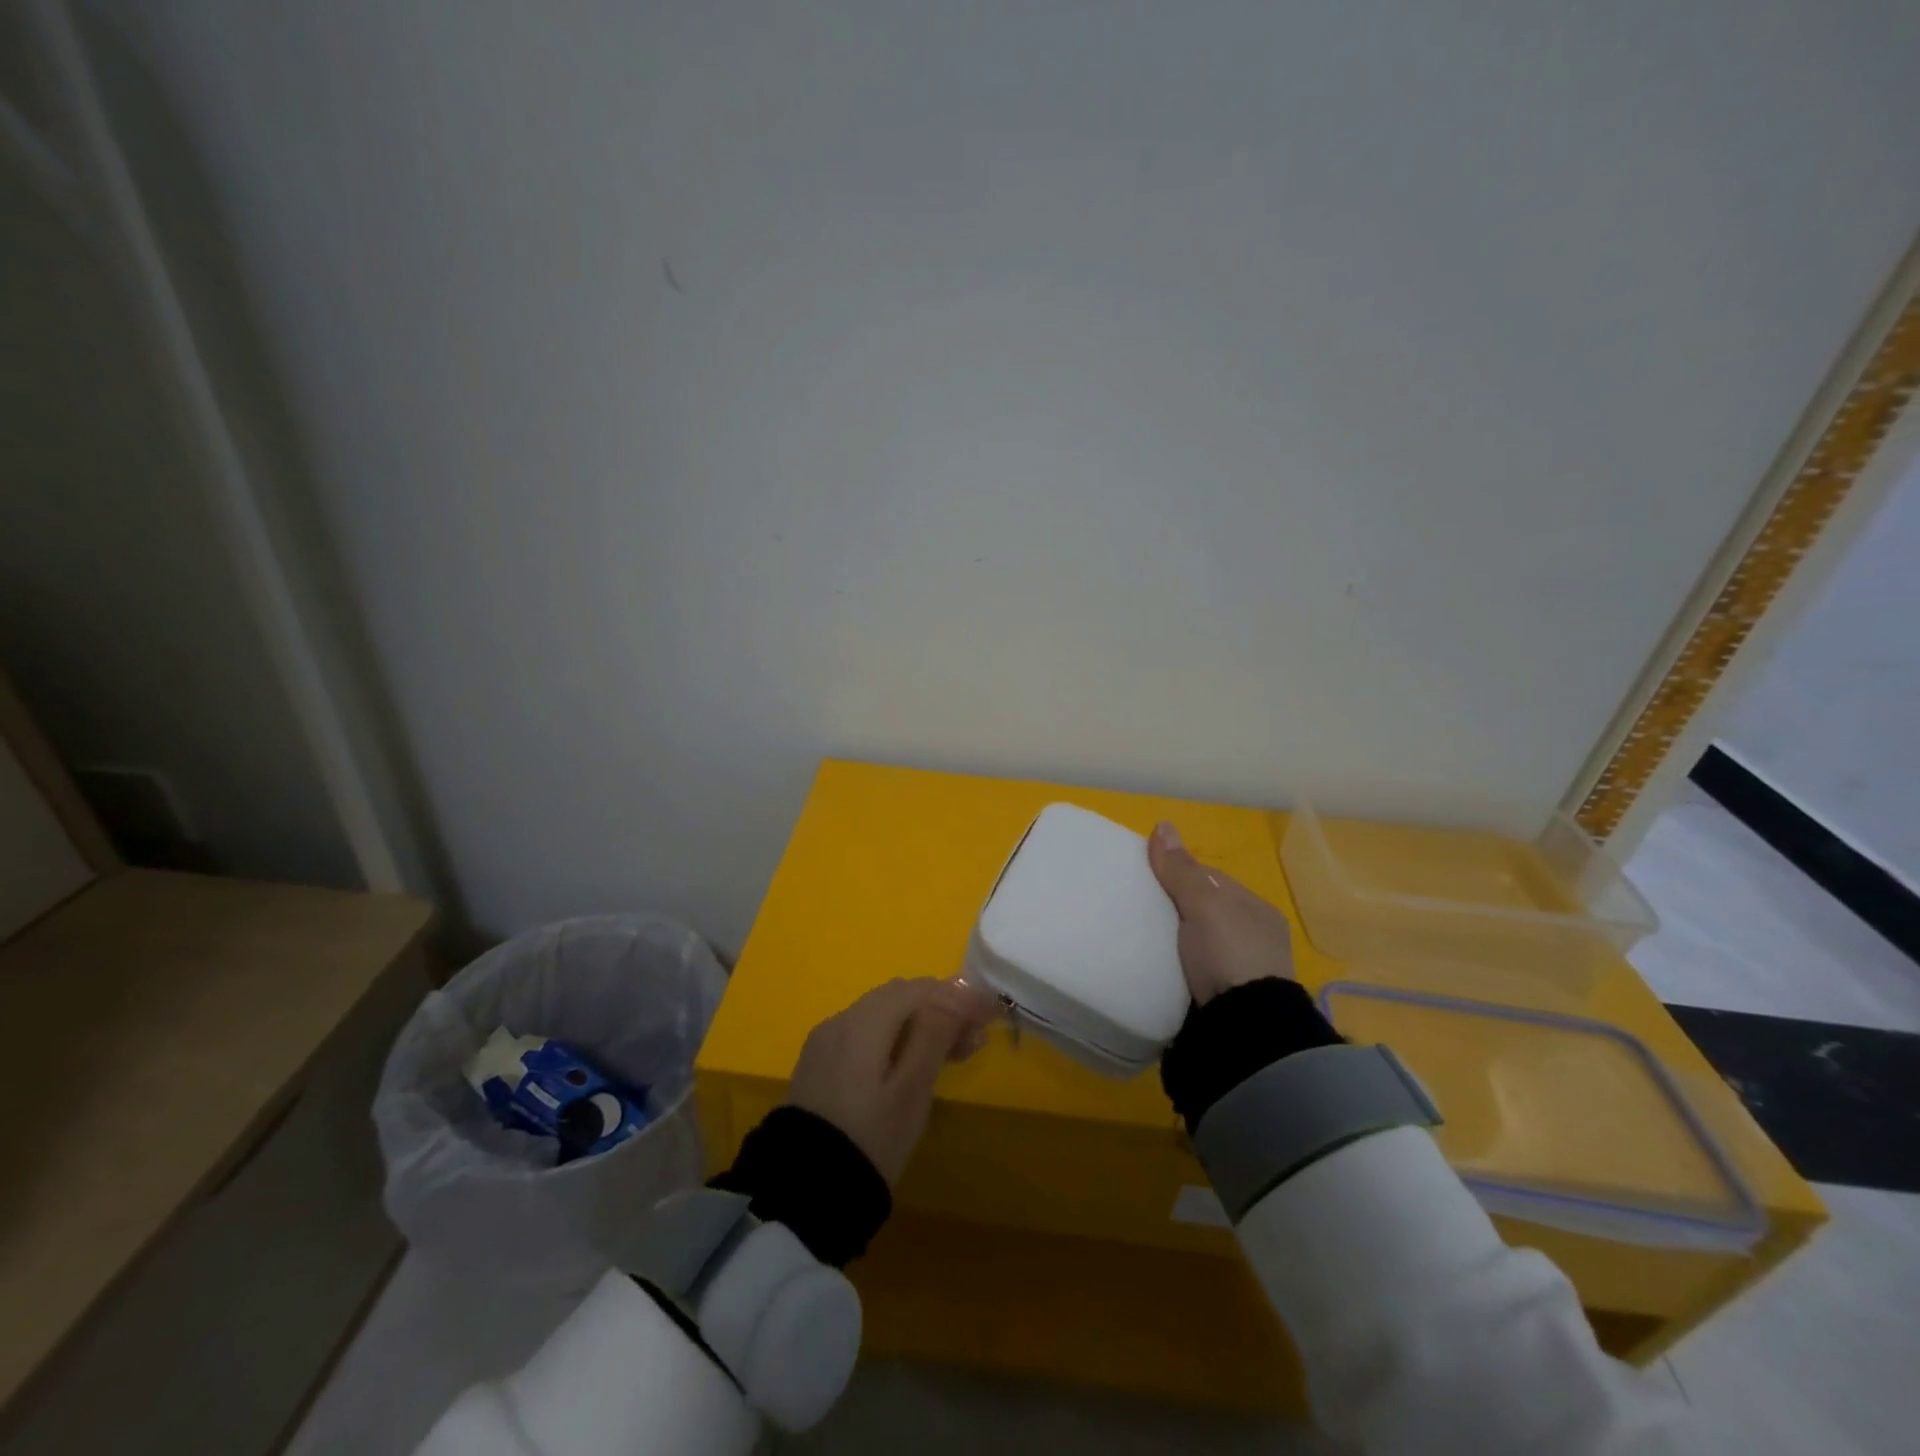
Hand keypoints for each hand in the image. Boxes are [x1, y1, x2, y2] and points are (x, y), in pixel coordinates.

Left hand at [787, 977, 999, 1183]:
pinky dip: (896, 1038)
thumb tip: (954, 998)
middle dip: (942, 1007)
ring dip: (921, 1024)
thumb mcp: (912, 1090)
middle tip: (977, 1034)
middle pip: (899, 997)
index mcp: (864, 1020)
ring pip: (883, 1015)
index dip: (958, 995)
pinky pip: (866, 1035)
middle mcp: (842, 1019)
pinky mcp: (820, 1065)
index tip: (991, 1012)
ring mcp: (827, 1041)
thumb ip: (934, 1036)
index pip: (919, 989)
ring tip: (956, 1051)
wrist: (803, 1193)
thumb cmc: (871, 1139)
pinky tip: (915, 1062)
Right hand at [1148, 821, 1295, 1004]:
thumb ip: (1181, 870)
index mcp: (1255, 910)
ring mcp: (1242, 972)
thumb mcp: (1203, 905)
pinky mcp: (1226, 1000)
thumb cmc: (1229, 954)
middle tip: (1140, 911)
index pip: (1211, 879)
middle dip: (1175, 909)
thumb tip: (1163, 824)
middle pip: (1204, 911)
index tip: (1147, 879)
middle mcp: (1254, 938)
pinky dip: (1178, 966)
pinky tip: (1160, 967)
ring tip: (1143, 940)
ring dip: (1176, 940)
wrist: (1245, 1028)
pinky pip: (1196, 970)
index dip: (1179, 874)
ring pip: (1199, 942)